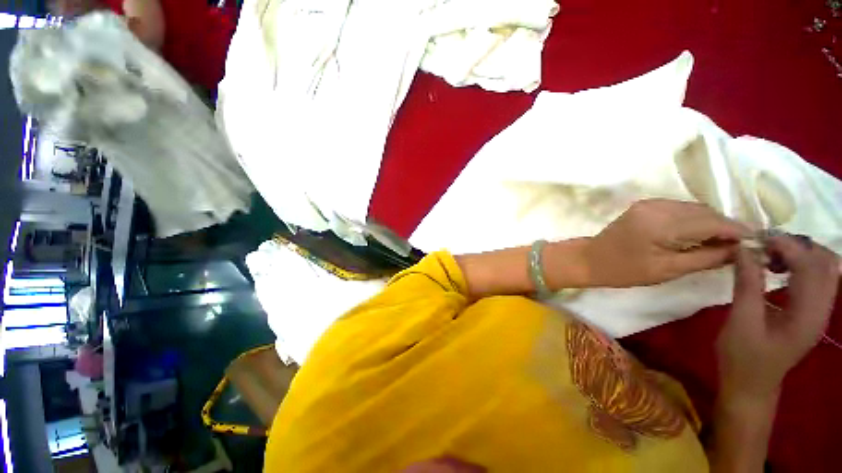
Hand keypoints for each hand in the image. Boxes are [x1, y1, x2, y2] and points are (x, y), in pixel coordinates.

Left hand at [584, 199, 748, 286]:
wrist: (590, 259)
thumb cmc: (625, 270)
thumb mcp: (669, 270)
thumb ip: (707, 258)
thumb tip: (741, 250)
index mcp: (662, 223)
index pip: (711, 222)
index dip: (737, 231)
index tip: (757, 242)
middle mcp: (657, 206)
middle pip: (704, 212)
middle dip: (725, 227)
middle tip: (740, 246)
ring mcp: (649, 203)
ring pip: (693, 208)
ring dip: (709, 222)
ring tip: (720, 242)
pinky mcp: (644, 205)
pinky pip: (678, 208)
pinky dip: (692, 219)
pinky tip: (697, 234)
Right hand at [717, 235, 839, 401]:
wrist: (751, 386)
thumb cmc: (743, 357)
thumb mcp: (741, 321)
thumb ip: (747, 284)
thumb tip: (745, 249)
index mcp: (808, 315)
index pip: (810, 267)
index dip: (787, 246)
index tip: (758, 238)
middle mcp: (822, 310)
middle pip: (826, 263)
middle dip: (798, 246)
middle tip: (765, 245)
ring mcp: (819, 312)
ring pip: (824, 268)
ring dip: (800, 254)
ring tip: (770, 254)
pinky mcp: (811, 313)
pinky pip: (816, 279)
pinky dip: (800, 265)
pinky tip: (777, 268)